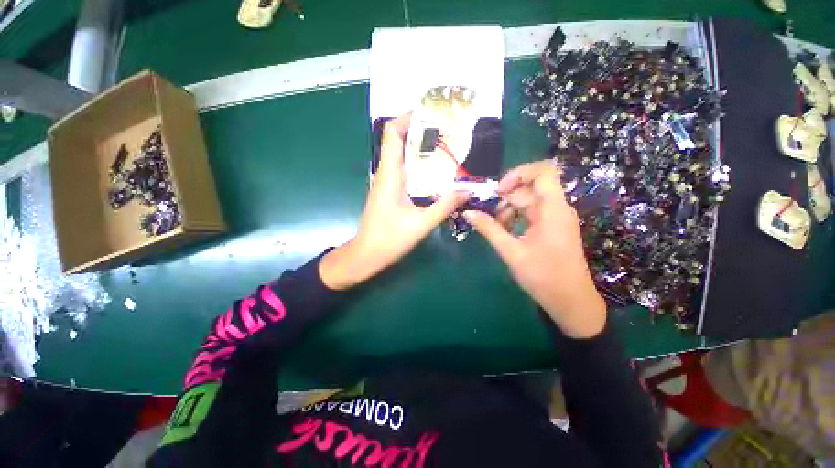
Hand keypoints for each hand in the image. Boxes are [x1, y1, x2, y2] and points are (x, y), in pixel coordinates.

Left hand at [320, 114, 470, 289]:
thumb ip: (445, 206)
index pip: (392, 134)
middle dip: (419, 130)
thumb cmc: (389, 239)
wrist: (366, 254)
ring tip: (445, 144)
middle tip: (446, 128)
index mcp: (390, 174)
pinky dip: (417, 163)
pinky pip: (403, 169)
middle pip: (398, 140)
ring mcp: (385, 182)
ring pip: (401, 154)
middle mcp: (385, 173)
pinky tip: (434, 170)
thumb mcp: (421, 223)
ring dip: (419, 146)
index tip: (430, 113)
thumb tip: (468, 191)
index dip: (407, 117)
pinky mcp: (388, 191)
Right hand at [463, 161, 605, 337]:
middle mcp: (556, 208)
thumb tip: (468, 213)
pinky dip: (514, 218)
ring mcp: (554, 218)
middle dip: (504, 198)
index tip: (498, 191)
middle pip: (528, 189)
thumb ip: (489, 229)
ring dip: (507, 210)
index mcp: (553, 210)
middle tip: (485, 213)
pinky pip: (530, 213)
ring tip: (492, 226)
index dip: (518, 174)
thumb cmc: (544, 277)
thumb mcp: (511, 252)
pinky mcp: (550, 227)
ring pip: (527, 201)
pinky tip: (502, 230)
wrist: (571, 302)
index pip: (543, 172)